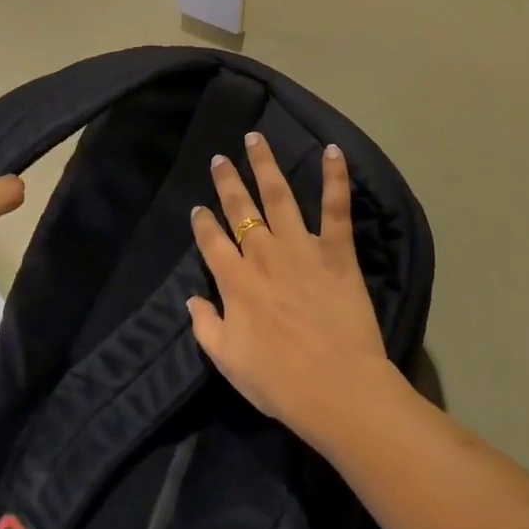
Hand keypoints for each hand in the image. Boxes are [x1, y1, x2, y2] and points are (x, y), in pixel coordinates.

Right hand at [188, 131, 397, 441]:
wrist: (337, 389)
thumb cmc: (279, 382)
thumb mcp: (227, 360)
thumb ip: (205, 325)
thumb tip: (191, 298)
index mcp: (235, 281)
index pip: (211, 242)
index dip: (202, 223)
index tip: (198, 208)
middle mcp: (263, 255)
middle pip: (240, 209)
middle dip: (227, 181)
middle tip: (219, 158)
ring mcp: (300, 248)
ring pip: (278, 196)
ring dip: (265, 165)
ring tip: (255, 139)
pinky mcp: (336, 252)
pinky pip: (336, 208)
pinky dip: (335, 177)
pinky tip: (333, 150)